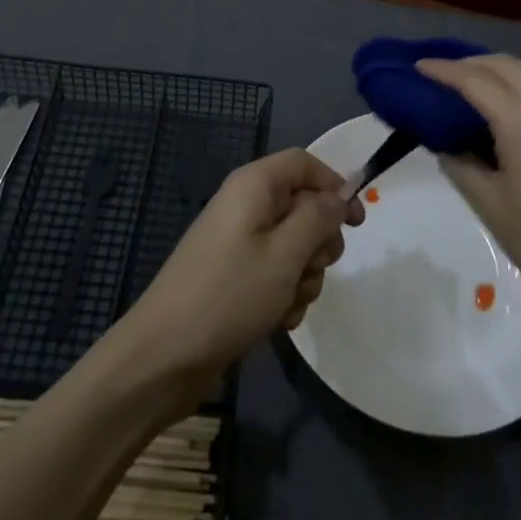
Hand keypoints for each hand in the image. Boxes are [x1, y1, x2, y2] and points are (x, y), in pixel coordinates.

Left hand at [121, 149, 364, 402]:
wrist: (164, 356)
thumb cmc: (229, 296)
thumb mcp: (285, 255)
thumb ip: (318, 218)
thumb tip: (338, 196)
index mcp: (253, 186)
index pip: (304, 163)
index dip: (334, 185)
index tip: (356, 222)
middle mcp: (245, 205)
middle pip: (303, 205)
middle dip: (318, 241)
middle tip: (313, 268)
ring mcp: (238, 241)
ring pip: (294, 244)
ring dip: (303, 275)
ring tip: (288, 302)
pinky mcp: (234, 274)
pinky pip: (275, 271)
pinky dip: (284, 292)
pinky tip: (278, 319)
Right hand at [417, 55, 520, 324]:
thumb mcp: (486, 203)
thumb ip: (459, 162)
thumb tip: (444, 140)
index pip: (475, 81)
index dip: (443, 70)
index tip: (419, 65)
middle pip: (507, 66)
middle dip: (471, 64)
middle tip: (445, 75)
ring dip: (510, 66)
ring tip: (487, 84)